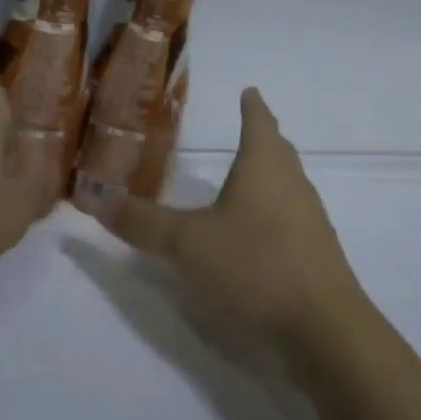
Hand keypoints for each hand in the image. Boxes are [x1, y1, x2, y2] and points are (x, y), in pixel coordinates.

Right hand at [81, 87, 367, 360]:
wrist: (325, 329)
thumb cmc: (255, 265)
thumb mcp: (188, 244)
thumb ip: (143, 223)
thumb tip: (96, 198)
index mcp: (264, 165)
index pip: (259, 121)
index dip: (252, 106)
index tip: (249, 91)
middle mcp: (292, 183)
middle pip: (278, 150)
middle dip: (264, 136)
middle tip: (249, 128)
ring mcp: (310, 219)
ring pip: (289, 183)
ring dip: (271, 174)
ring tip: (250, 176)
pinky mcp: (318, 254)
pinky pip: (294, 217)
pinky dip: (276, 210)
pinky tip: (260, 232)